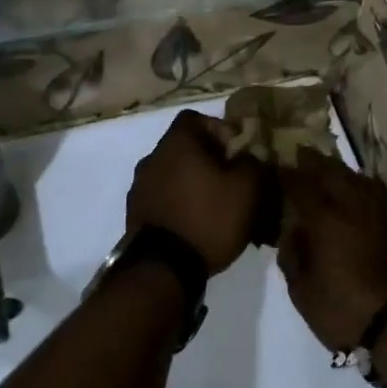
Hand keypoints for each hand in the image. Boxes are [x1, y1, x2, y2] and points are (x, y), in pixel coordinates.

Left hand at [126, 110, 264, 275]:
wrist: (163, 269)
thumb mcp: (247, 188)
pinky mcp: (135, 214)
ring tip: (215, 206)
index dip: (218, 129)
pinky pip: (162, 197)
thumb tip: (247, 155)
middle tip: (231, 180)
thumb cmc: (208, 218)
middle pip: (183, 147)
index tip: (236, 151)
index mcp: (177, 143)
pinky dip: (178, 203)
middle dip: (208, 159)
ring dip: (191, 182)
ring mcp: (139, 186)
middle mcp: (152, 157)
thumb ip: (252, 162)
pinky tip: (196, 223)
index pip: (195, 118)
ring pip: (172, 173)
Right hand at [276, 154, 386, 352]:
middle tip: (304, 154)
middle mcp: (354, 205)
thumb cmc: (345, 312)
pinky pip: (382, 194)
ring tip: (333, 170)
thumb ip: (292, 257)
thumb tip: (293, 231)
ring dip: (343, 171)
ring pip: (361, 179)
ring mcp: (383, 212)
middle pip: (333, 172)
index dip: (287, 174)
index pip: (301, 185)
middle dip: (316, 161)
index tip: (277, 167)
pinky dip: (368, 188)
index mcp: (325, 218)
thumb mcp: (302, 293)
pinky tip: (365, 192)